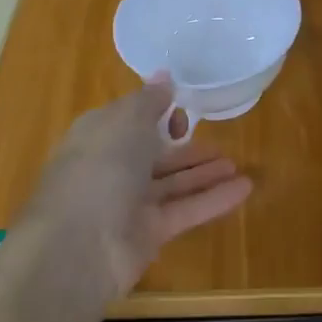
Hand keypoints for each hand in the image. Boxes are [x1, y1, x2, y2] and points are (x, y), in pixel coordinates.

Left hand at [19, 78, 252, 299]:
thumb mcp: (126, 120)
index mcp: (99, 135)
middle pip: (153, 153)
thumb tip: (163, 75)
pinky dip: (213, 199)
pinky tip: (244, 188)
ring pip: (172, 183)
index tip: (183, 109)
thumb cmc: (101, 167)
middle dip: (184, 145)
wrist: (77, 246)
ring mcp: (129, 203)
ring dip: (204, 173)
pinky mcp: (148, 233)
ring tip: (236, 164)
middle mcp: (112, 167)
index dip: (157, 112)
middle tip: (218, 139)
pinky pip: (185, 210)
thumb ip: (149, 100)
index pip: (131, 119)